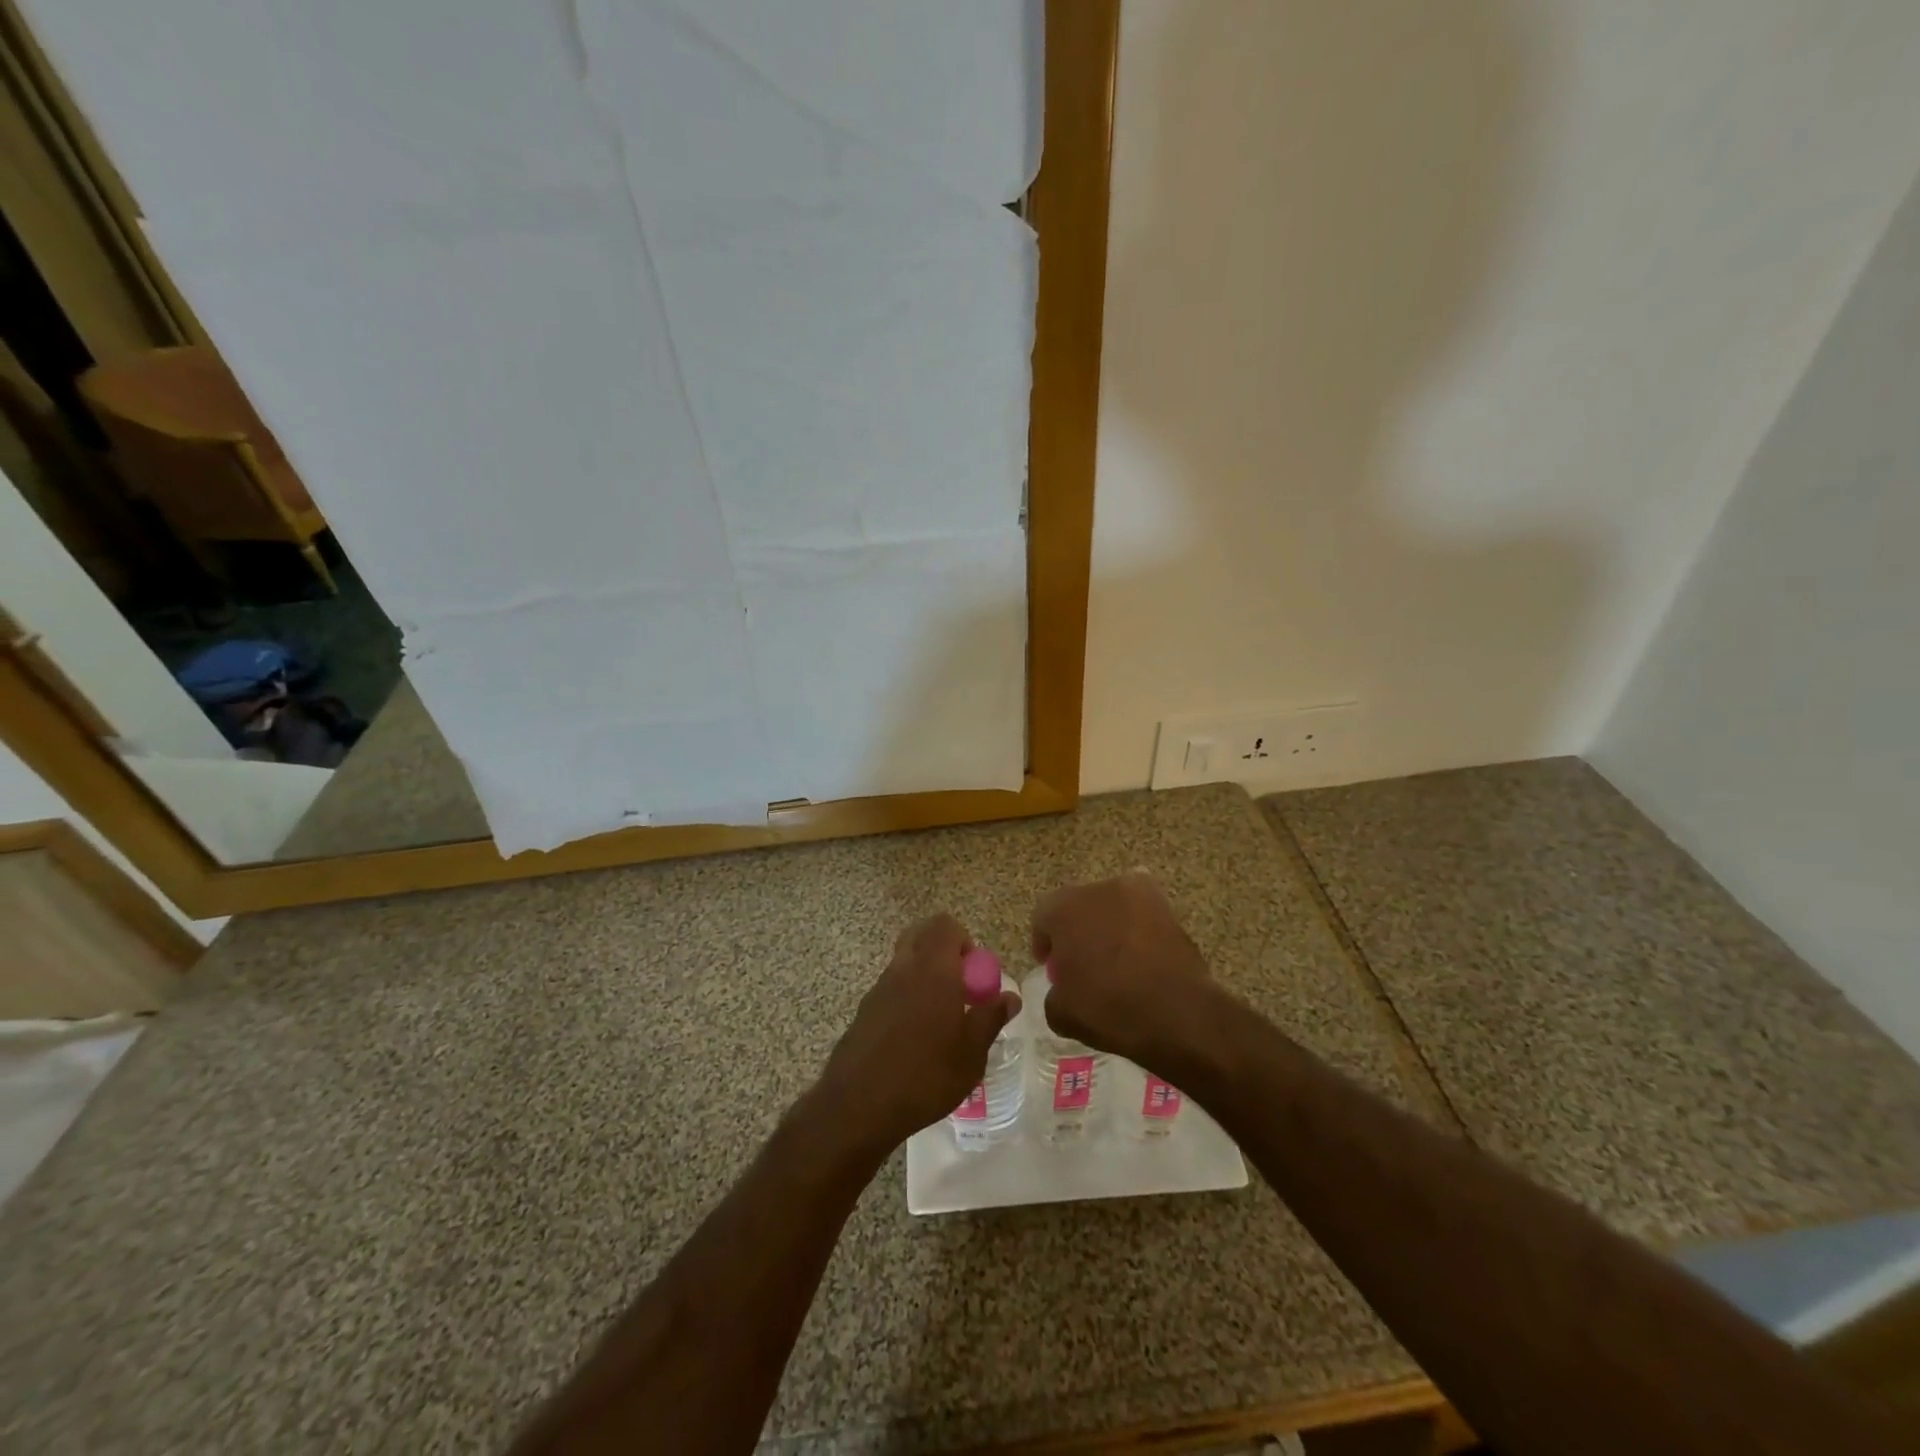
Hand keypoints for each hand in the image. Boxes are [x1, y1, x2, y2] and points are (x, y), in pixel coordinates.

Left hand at [818, 914, 1020, 1153]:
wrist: (859, 1105)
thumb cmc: (926, 1076)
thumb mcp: (971, 1053)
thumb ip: (991, 1018)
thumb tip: (1010, 996)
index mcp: (934, 969)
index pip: (945, 925)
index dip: (964, 941)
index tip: (974, 974)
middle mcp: (904, 968)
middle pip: (921, 935)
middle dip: (942, 950)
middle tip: (959, 987)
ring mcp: (879, 987)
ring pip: (904, 961)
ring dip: (924, 974)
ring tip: (940, 1018)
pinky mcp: (864, 1010)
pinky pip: (891, 988)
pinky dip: (906, 997)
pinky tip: (914, 1038)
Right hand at [1030, 872, 1214, 1071]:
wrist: (1177, 1013)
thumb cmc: (1108, 1008)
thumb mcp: (1060, 1013)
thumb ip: (1053, 993)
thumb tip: (1063, 989)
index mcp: (1063, 908)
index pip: (1042, 917)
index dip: (1045, 943)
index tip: (1051, 968)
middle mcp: (1098, 889)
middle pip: (1078, 906)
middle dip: (1077, 930)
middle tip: (1082, 963)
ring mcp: (1137, 893)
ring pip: (1112, 907)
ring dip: (1108, 926)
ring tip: (1116, 961)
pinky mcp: (1168, 907)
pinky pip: (1143, 914)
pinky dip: (1139, 929)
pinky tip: (1143, 955)